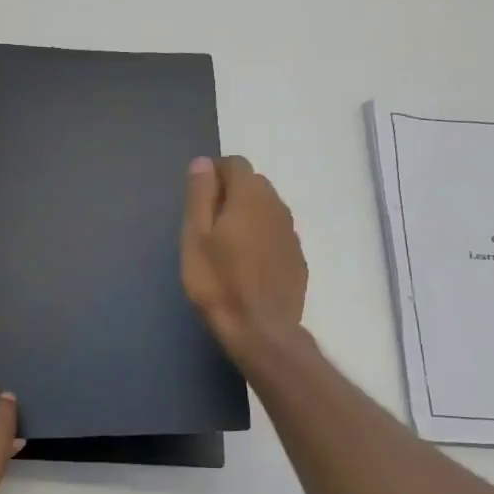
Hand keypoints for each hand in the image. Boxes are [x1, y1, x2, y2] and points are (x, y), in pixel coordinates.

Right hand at [181, 155, 308, 355]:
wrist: (261, 330)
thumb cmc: (218, 282)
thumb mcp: (195, 237)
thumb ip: (200, 196)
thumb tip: (203, 163)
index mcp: (250, 196)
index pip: (235, 164)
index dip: (214, 174)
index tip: (198, 200)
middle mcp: (277, 207)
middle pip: (253, 184)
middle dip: (231, 194)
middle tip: (208, 225)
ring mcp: (291, 233)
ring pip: (267, 209)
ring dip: (248, 216)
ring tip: (227, 246)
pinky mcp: (298, 258)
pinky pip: (276, 234)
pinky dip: (261, 238)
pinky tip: (247, 265)